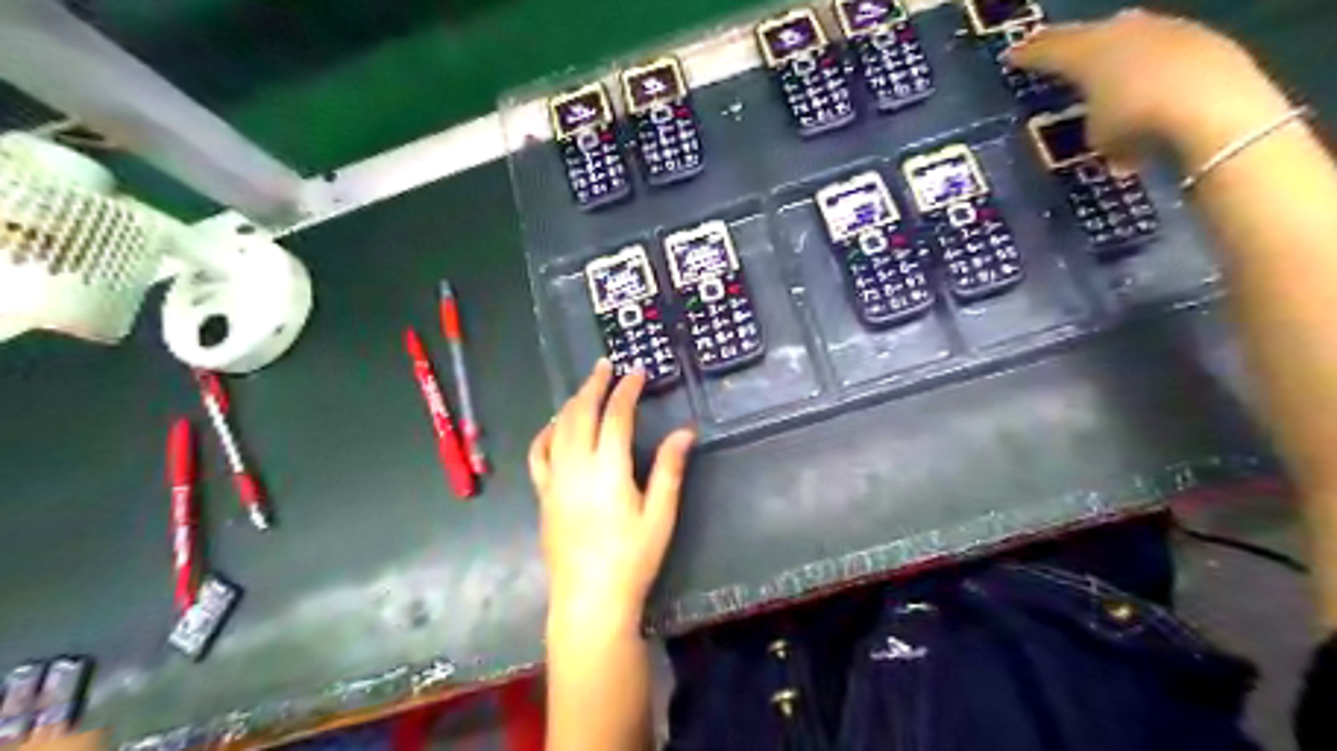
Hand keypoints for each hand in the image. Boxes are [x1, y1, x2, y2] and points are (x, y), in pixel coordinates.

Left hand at [528, 360, 695, 631]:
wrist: (589, 600)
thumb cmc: (631, 559)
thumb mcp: (660, 515)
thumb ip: (669, 469)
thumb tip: (685, 431)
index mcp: (608, 470)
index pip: (615, 416)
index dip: (626, 390)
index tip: (637, 372)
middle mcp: (576, 467)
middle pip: (581, 413)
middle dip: (594, 385)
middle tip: (606, 366)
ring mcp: (554, 480)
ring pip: (559, 428)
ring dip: (572, 403)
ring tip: (587, 388)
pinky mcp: (543, 495)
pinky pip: (538, 454)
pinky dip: (547, 433)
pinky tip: (556, 427)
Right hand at [1014, 6, 1295, 170]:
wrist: (1214, 107)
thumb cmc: (1136, 122)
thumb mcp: (1097, 135)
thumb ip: (1093, 121)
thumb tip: (1104, 121)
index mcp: (1086, 52)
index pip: (1047, 50)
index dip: (1027, 55)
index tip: (1011, 56)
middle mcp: (1122, 31)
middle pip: (1088, 34)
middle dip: (1069, 43)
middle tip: (1052, 50)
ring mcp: (1166, 30)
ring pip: (1129, 37)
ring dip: (1113, 52)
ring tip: (1102, 66)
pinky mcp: (1203, 41)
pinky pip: (1160, 51)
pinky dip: (1148, 67)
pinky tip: (1148, 84)